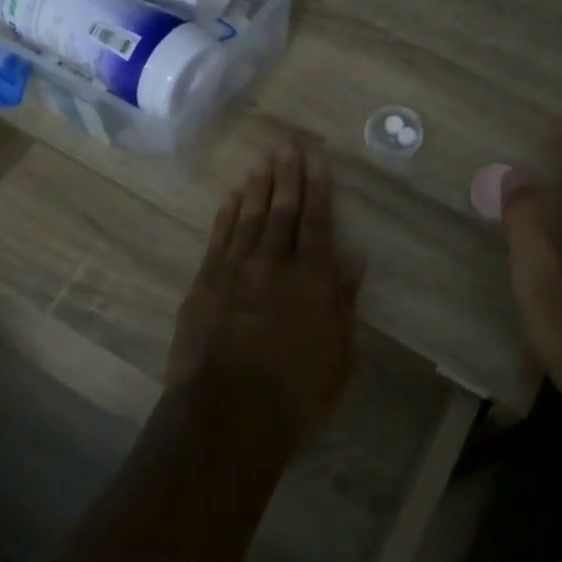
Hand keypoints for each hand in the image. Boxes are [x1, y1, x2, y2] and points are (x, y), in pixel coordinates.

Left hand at [169, 142, 364, 448]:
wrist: (229, 415)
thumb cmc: (296, 392)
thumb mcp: (338, 352)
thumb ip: (345, 300)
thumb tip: (356, 256)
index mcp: (312, 279)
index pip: (317, 223)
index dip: (318, 190)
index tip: (317, 161)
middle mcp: (274, 264)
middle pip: (282, 211)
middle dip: (287, 176)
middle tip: (287, 146)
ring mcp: (235, 270)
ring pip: (248, 217)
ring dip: (256, 188)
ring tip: (261, 162)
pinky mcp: (205, 283)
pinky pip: (218, 238)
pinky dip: (225, 215)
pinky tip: (230, 198)